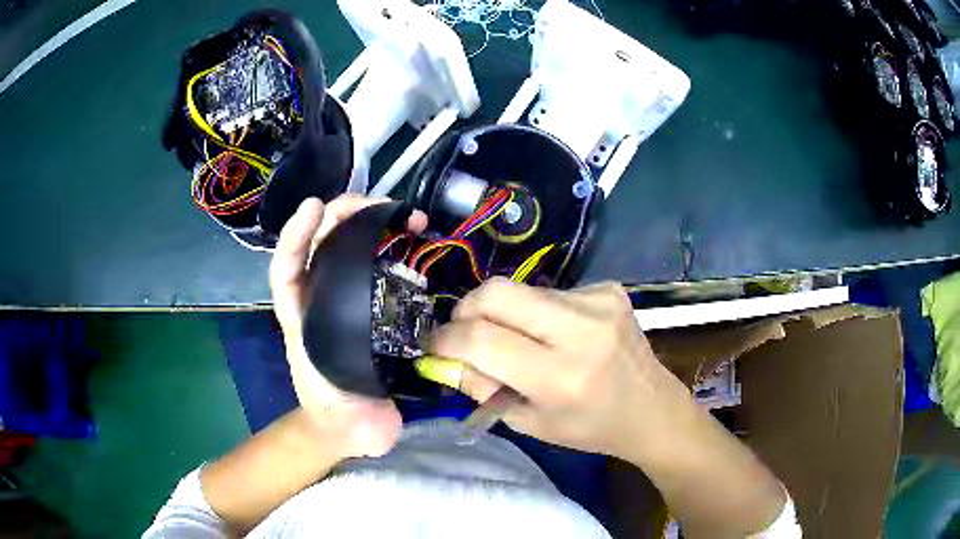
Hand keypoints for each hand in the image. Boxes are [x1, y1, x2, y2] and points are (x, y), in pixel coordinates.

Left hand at [269, 195, 426, 457]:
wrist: (353, 424)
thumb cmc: (342, 420)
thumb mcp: (343, 423)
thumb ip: (353, 421)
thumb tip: (373, 415)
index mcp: (303, 323)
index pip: (287, 271)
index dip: (295, 237)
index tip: (315, 208)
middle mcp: (322, 301)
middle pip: (321, 245)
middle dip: (343, 216)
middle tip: (381, 204)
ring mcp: (348, 298)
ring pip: (349, 247)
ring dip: (373, 223)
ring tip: (408, 216)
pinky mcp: (374, 302)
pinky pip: (379, 264)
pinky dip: (394, 245)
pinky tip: (417, 239)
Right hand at [427, 278, 691, 458]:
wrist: (652, 408)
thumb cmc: (589, 427)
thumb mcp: (527, 422)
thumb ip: (480, 387)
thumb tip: (442, 356)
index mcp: (560, 377)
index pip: (482, 340)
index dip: (446, 338)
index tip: (434, 344)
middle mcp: (581, 330)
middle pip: (496, 292)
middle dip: (466, 309)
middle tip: (463, 331)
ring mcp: (599, 302)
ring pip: (521, 289)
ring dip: (504, 313)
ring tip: (517, 339)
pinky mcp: (608, 288)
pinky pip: (550, 291)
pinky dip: (537, 311)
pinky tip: (555, 333)